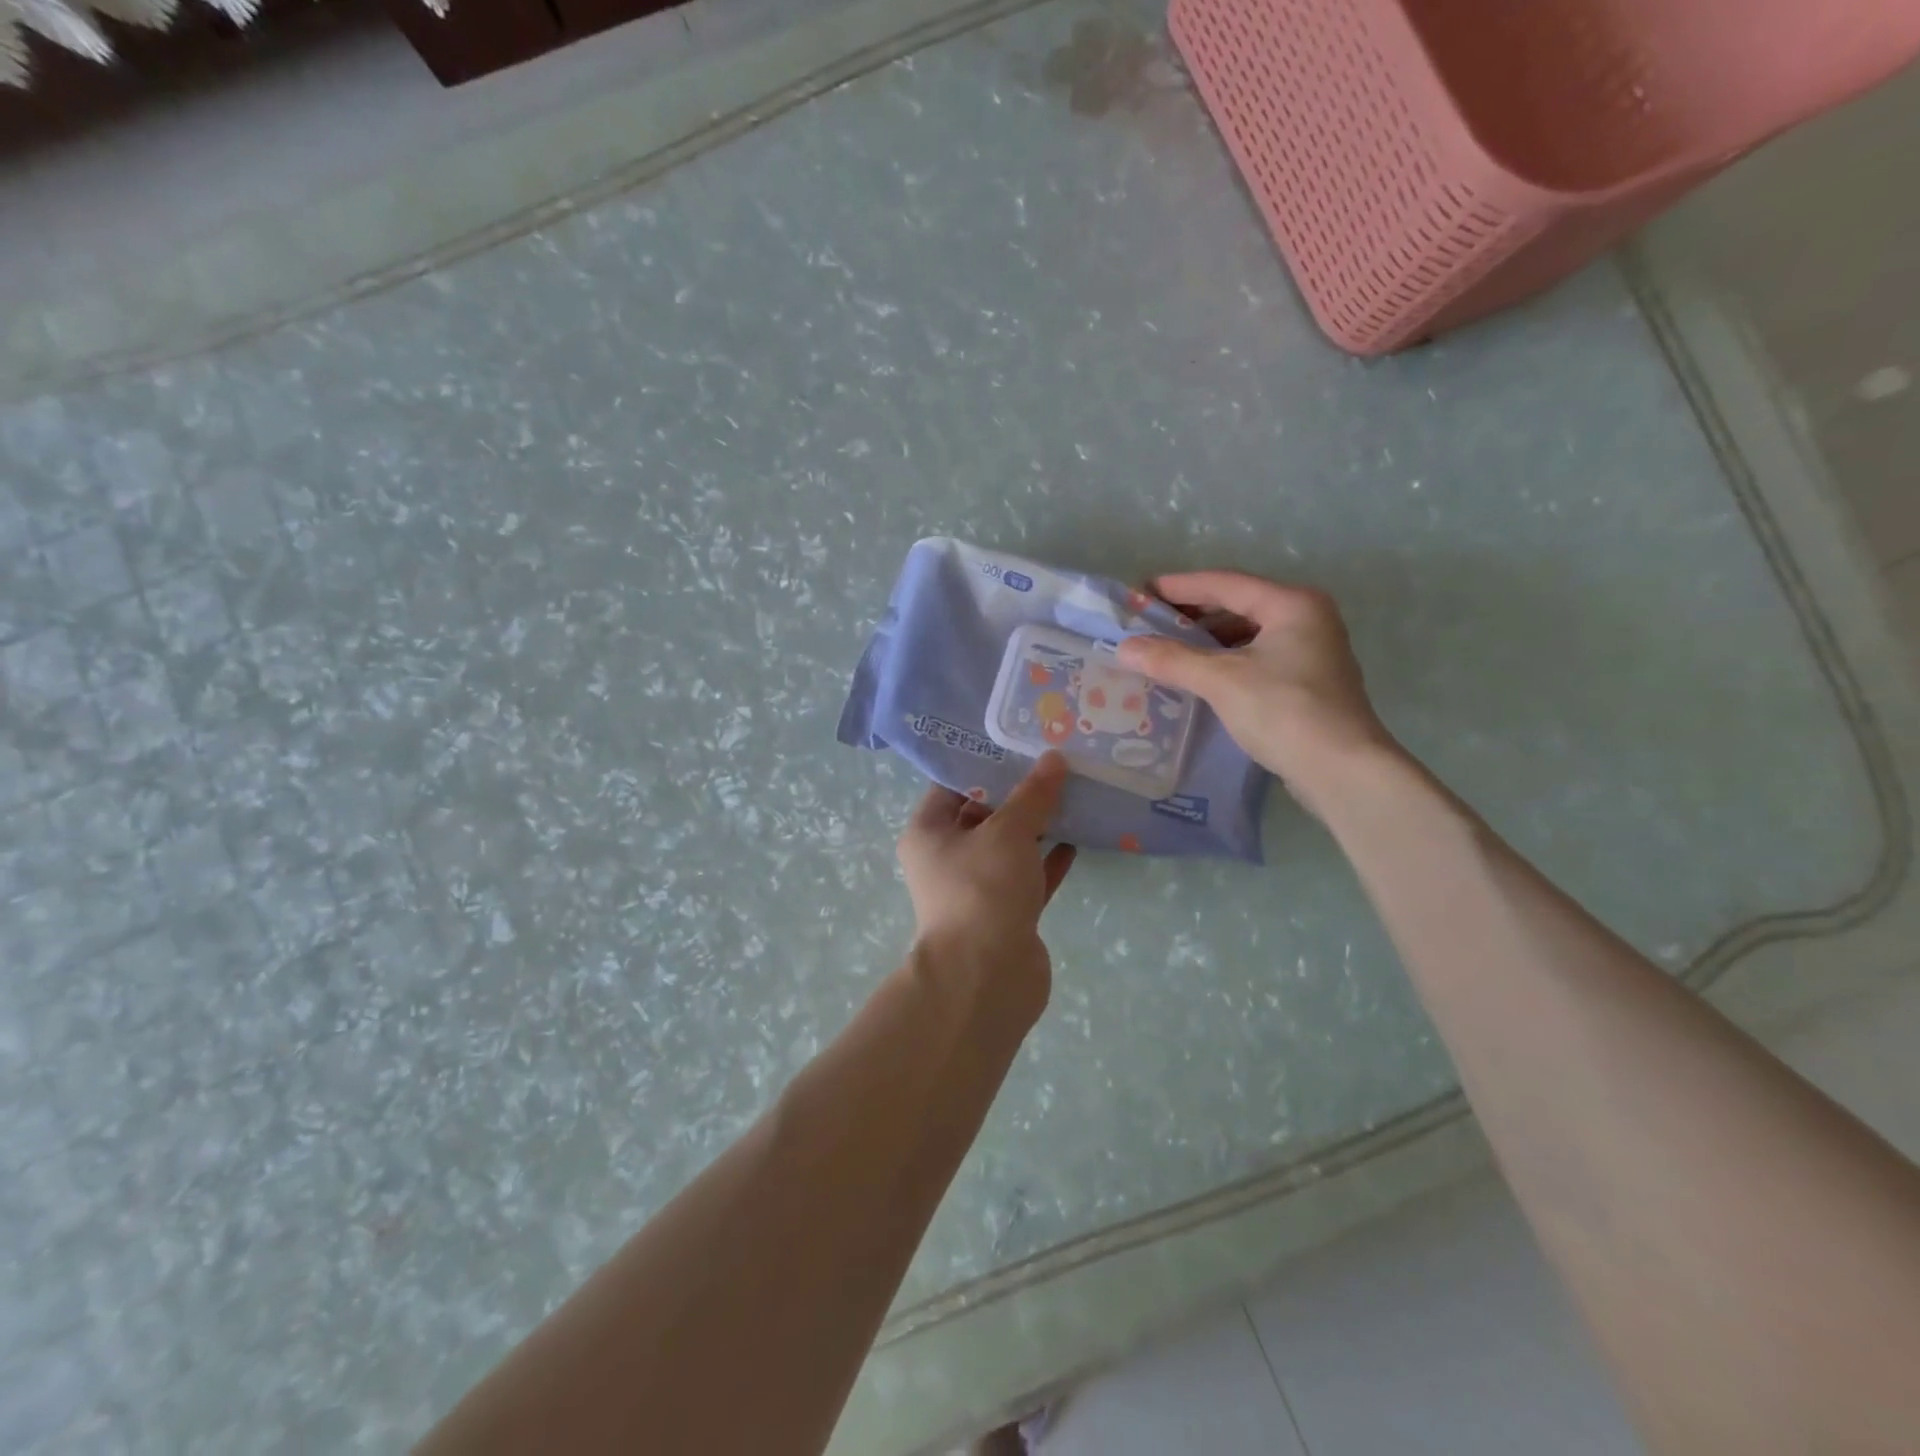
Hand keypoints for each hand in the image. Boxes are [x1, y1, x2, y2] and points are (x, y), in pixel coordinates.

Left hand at [897, 754, 1076, 1015]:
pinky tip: (1078, 838)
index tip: (1019, 742)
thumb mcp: (1008, 832)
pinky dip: (1048, 860)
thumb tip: (1053, 759)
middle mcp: (947, 858)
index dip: (984, 763)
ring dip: (1037, 826)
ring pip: (1009, 848)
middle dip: (1018, 793)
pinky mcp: (1005, 914)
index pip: (952, 785)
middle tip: (1054, 762)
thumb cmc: (983, 889)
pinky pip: (1028, 877)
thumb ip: (1033, 795)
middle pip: (984, 815)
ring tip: (1072, 793)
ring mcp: (977, 888)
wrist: (987, 977)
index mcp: (929, 832)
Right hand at [1116, 571, 1395, 819]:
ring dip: (1207, 640)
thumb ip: (1172, 659)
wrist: (1342, 770)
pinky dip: (1225, 661)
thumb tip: (1125, 647)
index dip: (1178, 587)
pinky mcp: (1308, 682)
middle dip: (1192, 614)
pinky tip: (1199, 677)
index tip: (1139, 592)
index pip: (1224, 583)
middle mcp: (1307, 618)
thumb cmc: (1284, 711)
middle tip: (1149, 622)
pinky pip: (1256, 658)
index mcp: (1291, 604)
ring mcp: (1312, 651)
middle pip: (1238, 605)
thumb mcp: (1221, 681)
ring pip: (1247, 634)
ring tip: (1168, 650)